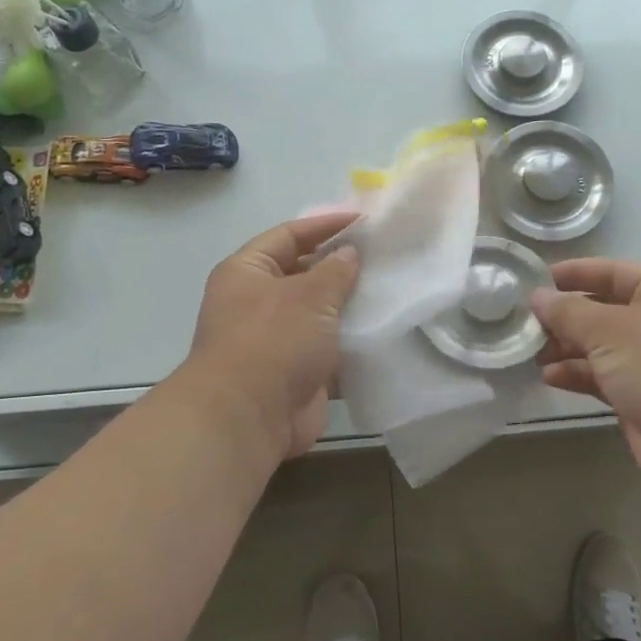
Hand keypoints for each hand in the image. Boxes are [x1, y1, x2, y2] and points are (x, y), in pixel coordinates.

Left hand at [183, 214, 360, 465]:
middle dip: (341, 267)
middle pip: (304, 274)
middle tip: (384, 256)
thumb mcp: (309, 295)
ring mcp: (276, 340)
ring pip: (320, 314)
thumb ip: (335, 270)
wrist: (248, 418)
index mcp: (247, 272)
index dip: (324, 225)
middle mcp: (257, 302)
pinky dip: (352, 342)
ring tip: (392, 289)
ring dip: (350, 306)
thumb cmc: (273, 341)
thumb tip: (349, 254)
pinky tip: (385, 330)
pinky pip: (329, 349)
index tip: (363, 221)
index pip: (288, 235)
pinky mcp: (296, 372)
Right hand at [531, 258, 640, 484]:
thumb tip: (537, 296)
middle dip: (565, 316)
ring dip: (565, 347)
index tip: (535, 279)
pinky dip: (576, 373)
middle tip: (525, 321)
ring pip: (599, 345)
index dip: (574, 273)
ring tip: (531, 351)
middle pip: (602, 309)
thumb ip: (568, 311)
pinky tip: (549, 376)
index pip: (611, 271)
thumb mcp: (608, 330)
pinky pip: (601, 375)